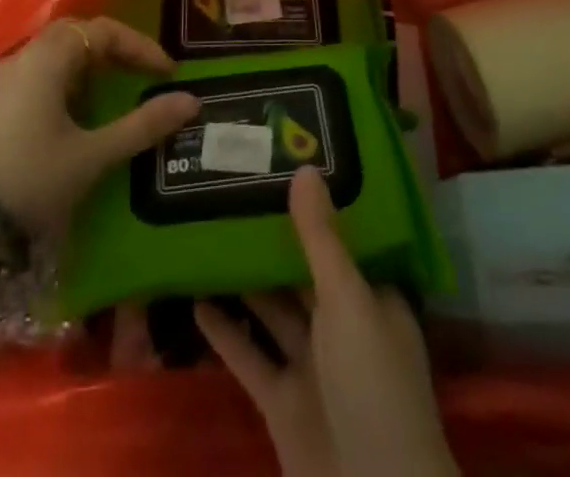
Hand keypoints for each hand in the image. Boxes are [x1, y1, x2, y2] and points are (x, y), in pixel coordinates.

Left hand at [0, 17, 199, 232]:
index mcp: (49, 57)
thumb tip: (191, 101)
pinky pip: (37, 77)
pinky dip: (66, 84)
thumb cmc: (30, 180)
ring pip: (54, 56)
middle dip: (113, 50)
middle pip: (76, 35)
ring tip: (114, 96)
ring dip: (89, 68)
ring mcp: (1, 81)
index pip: (103, 31)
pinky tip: (74, 117)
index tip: (166, 73)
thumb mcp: (92, 155)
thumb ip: (142, 126)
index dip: (139, 47)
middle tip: (141, 75)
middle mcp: (23, 57)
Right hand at [195, 166, 457, 476]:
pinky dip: (225, 331)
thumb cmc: (372, 383)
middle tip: (233, 189)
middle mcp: (342, 325)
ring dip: (244, 281)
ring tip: (207, 230)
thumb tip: (304, 167)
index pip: (342, 239)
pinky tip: (196, 297)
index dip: (315, 205)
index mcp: (371, 297)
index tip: (282, 166)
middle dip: (273, 239)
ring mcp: (311, 366)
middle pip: (303, 272)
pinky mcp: (281, 403)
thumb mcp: (348, 300)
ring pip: (273, 311)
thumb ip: (320, 238)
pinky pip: (250, 356)